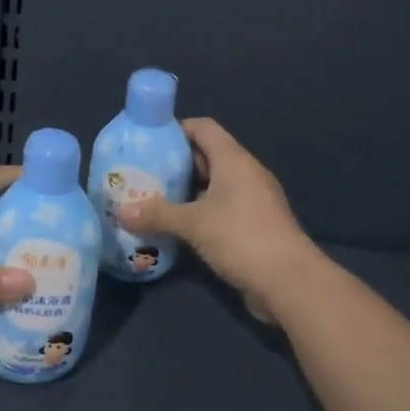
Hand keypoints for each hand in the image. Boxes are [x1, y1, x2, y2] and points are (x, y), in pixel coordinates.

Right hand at [117, 118, 317, 317]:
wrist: (289, 282)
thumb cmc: (241, 237)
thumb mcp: (193, 223)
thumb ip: (157, 215)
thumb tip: (120, 212)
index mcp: (234, 160)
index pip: (203, 128)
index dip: (176, 129)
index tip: (148, 141)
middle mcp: (245, 173)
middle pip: (207, 156)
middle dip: (176, 163)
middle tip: (143, 172)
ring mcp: (253, 200)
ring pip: (213, 185)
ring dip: (186, 191)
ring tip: (152, 198)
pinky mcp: (254, 225)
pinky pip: (221, 208)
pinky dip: (199, 212)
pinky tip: (176, 226)